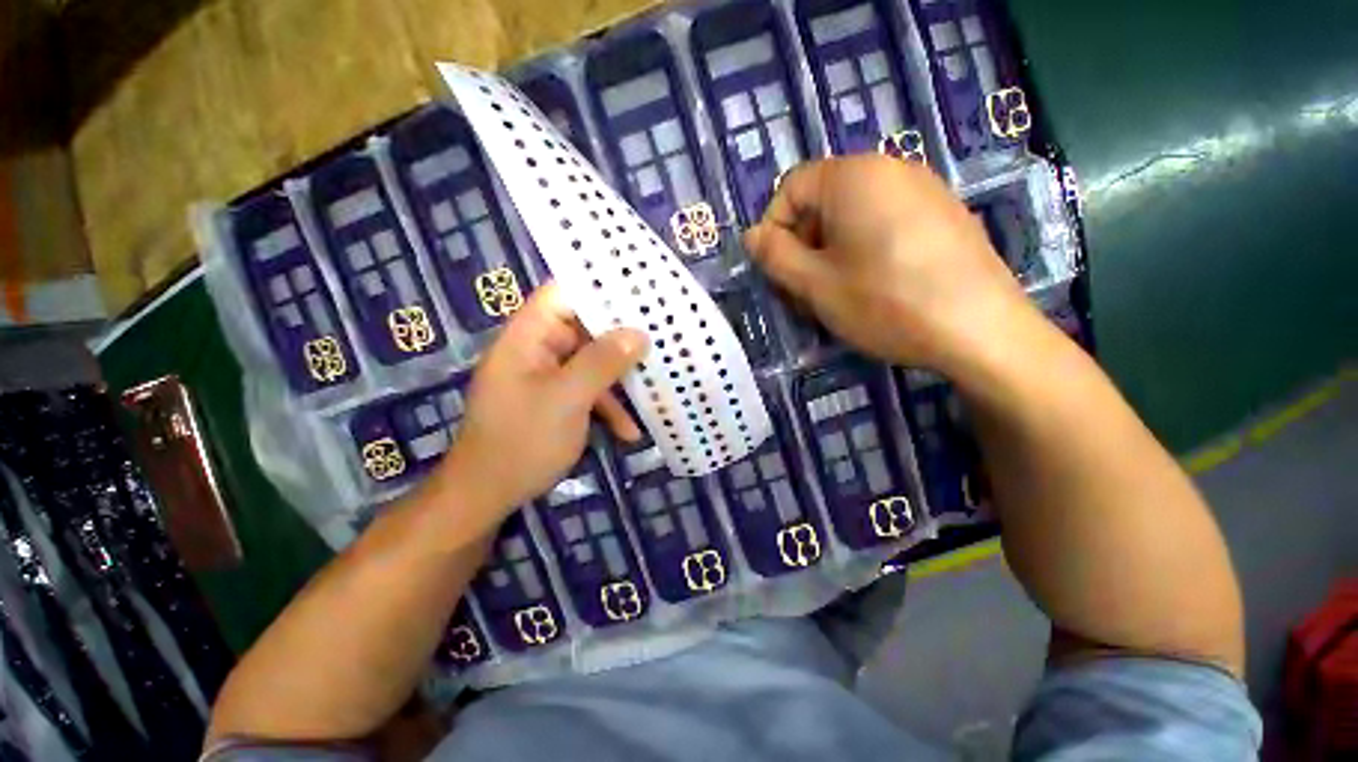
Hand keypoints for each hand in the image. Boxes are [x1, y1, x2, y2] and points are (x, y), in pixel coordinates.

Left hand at [438, 283, 646, 519]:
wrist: (489, 496)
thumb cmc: (523, 441)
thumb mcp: (567, 399)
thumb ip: (602, 362)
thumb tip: (639, 334)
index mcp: (528, 337)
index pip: (561, 293)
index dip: (597, 287)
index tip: (638, 292)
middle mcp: (537, 350)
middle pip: (583, 328)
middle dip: (621, 337)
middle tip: (660, 337)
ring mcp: (547, 376)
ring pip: (591, 362)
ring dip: (620, 379)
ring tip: (655, 387)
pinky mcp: (556, 400)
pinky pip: (588, 390)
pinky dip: (608, 406)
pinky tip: (630, 431)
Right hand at [745, 155, 1040, 373]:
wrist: (981, 330)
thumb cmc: (885, 303)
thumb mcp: (815, 284)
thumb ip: (775, 256)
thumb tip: (752, 235)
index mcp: (853, 176)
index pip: (790, 187)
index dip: (773, 229)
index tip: (777, 272)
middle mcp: (890, 168)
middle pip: (822, 201)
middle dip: (802, 245)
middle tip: (804, 291)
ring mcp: (922, 189)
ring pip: (851, 216)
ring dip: (829, 253)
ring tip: (836, 295)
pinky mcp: (942, 214)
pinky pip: (883, 223)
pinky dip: (862, 251)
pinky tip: (873, 287)